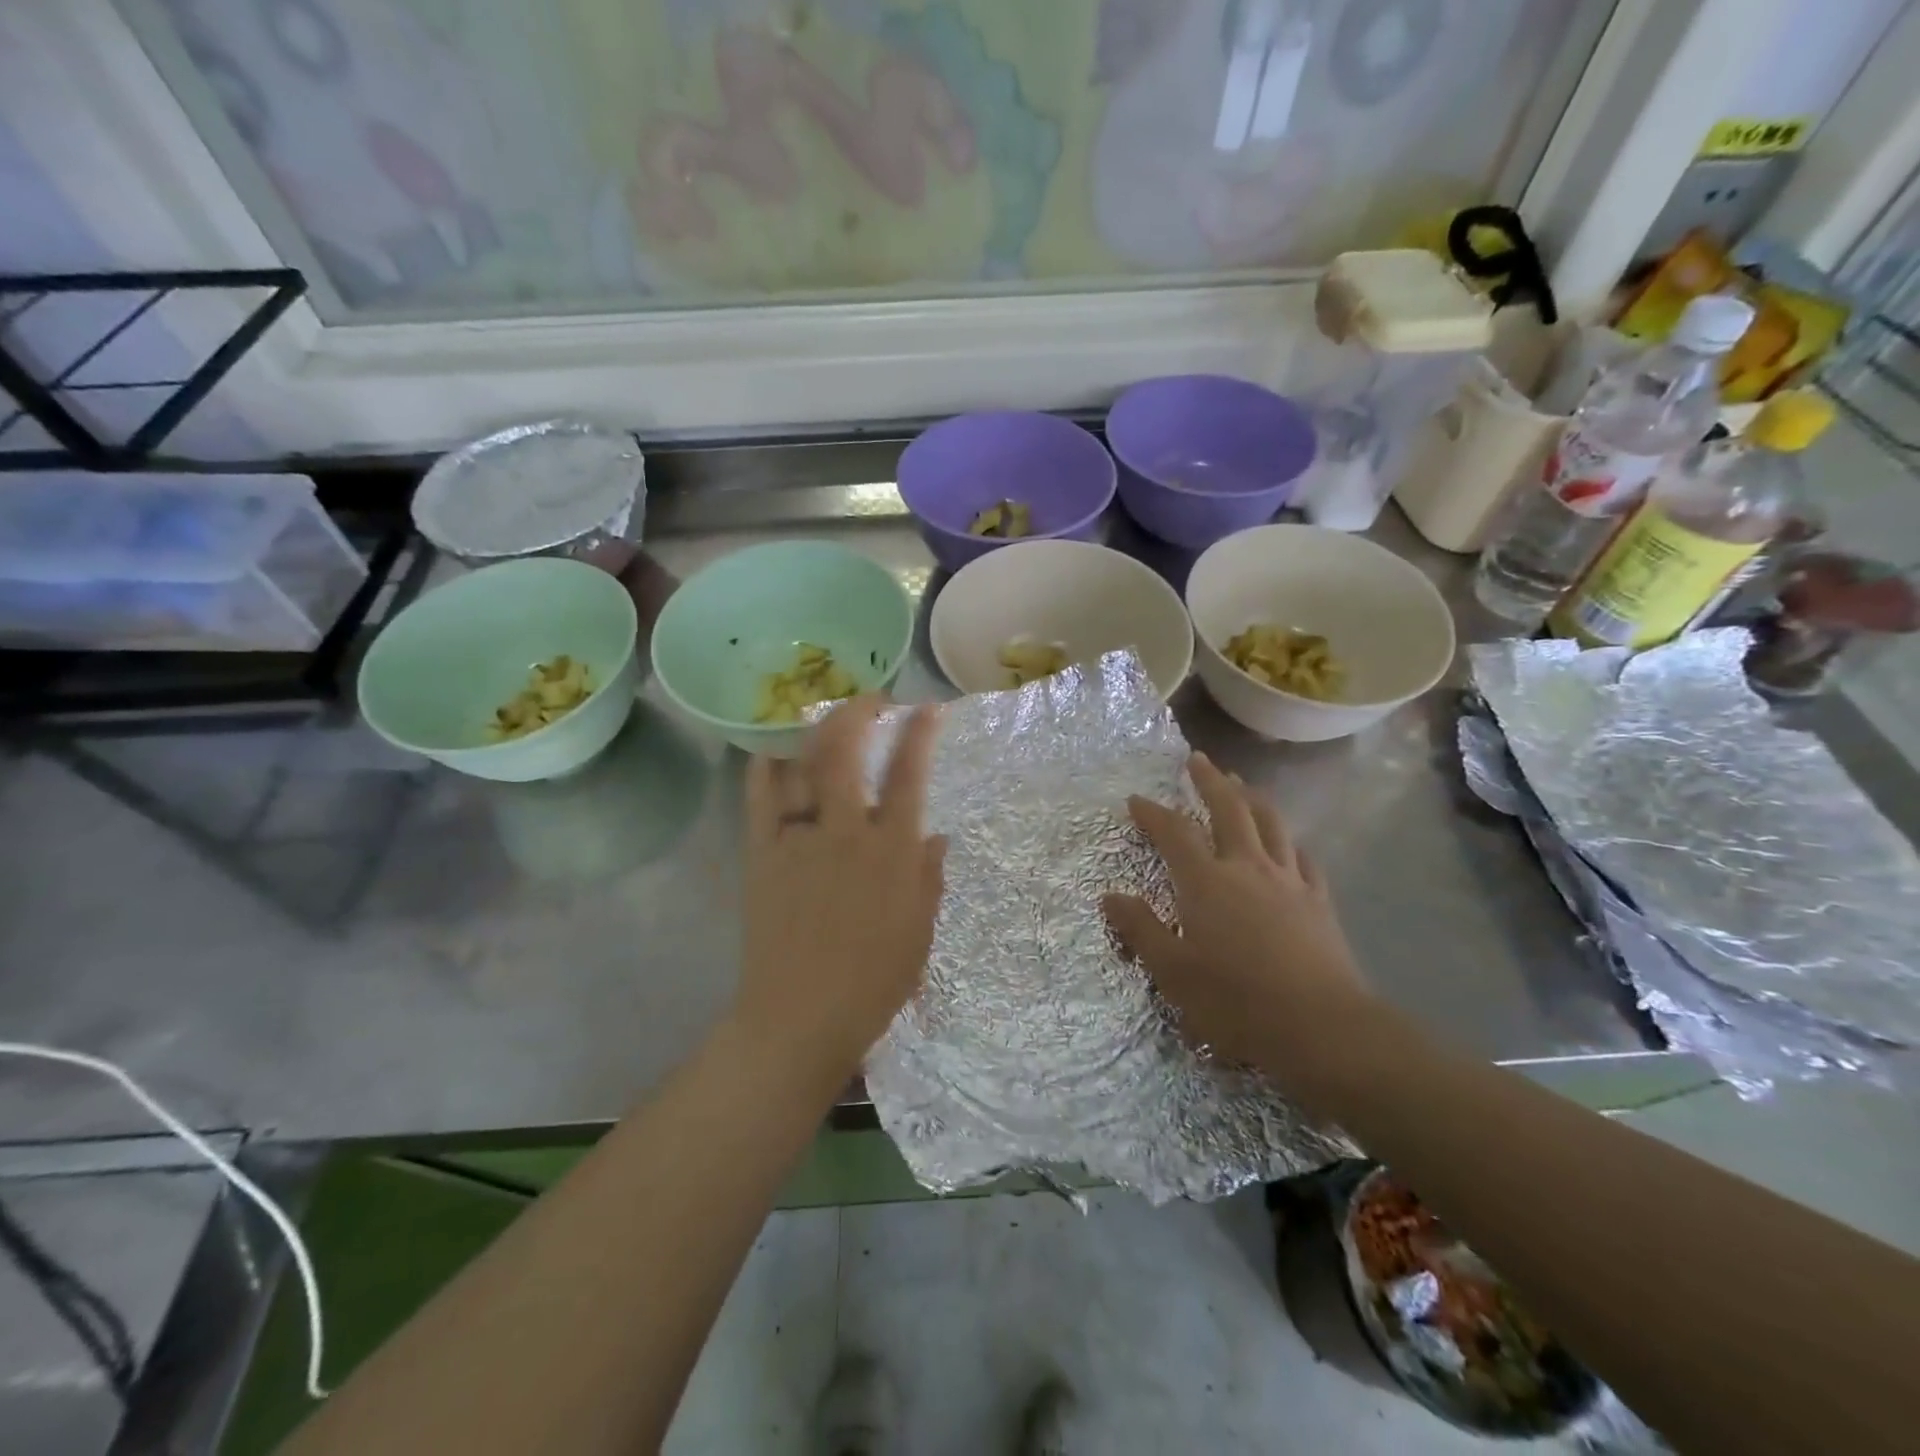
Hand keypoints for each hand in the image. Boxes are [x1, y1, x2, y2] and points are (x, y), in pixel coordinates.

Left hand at [735, 698, 946, 1085]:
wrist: (800, 1017)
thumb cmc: (873, 981)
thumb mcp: (919, 930)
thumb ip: (928, 876)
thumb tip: (934, 834)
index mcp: (890, 852)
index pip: (908, 776)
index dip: (919, 734)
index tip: (927, 709)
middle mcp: (844, 833)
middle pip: (845, 752)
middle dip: (858, 712)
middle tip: (872, 700)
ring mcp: (798, 840)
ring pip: (801, 765)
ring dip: (815, 731)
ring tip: (825, 717)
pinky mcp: (762, 854)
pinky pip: (760, 797)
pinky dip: (766, 767)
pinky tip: (773, 751)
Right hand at [1102, 753, 1370, 1074]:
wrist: (1321, 1027)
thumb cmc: (1236, 1001)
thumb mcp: (1172, 972)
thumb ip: (1140, 929)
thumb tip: (1109, 897)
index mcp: (1206, 882)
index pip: (1175, 833)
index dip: (1153, 813)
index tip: (1137, 799)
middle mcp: (1247, 868)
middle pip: (1229, 809)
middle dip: (1210, 781)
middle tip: (1198, 759)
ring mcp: (1289, 881)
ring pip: (1271, 824)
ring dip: (1252, 798)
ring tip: (1242, 784)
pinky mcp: (1319, 902)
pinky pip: (1305, 859)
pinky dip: (1291, 842)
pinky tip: (1290, 843)